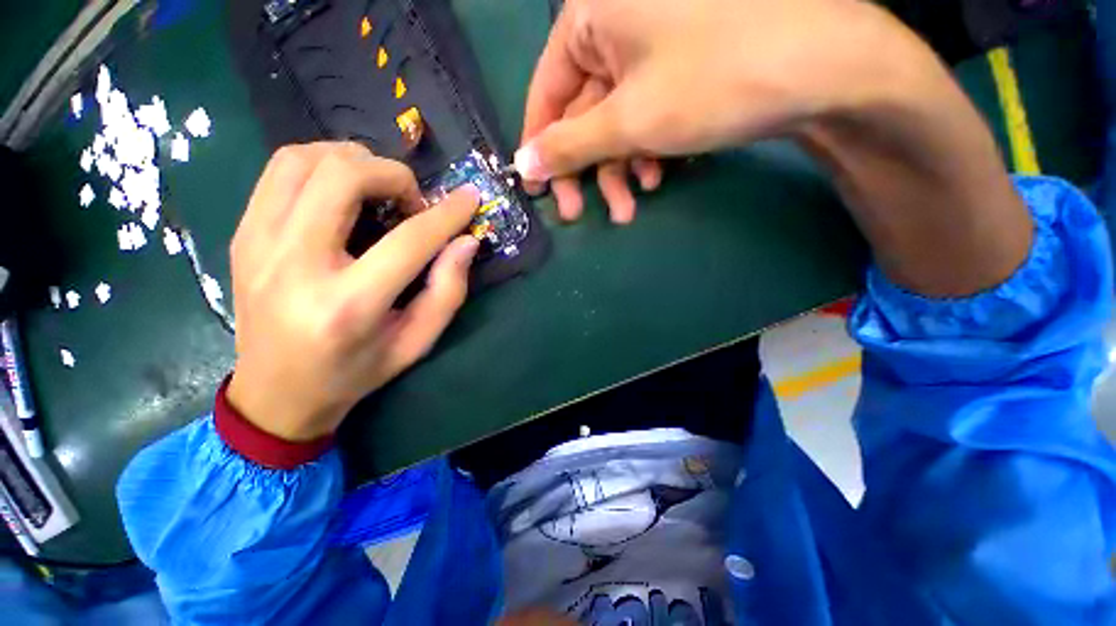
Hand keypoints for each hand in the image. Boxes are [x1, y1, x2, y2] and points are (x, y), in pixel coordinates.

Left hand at [227, 142, 479, 441]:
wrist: (271, 396)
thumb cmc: (341, 378)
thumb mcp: (405, 351)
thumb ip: (444, 295)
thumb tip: (466, 238)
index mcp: (343, 308)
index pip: (406, 240)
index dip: (445, 213)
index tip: (467, 199)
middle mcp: (294, 266)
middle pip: (344, 173)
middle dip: (388, 172)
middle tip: (401, 198)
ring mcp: (259, 245)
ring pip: (304, 158)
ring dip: (346, 159)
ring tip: (362, 184)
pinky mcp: (243, 236)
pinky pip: (277, 171)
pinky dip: (311, 164)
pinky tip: (325, 189)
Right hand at [517, 0, 911, 221]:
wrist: (822, 61)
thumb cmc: (716, 78)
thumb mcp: (635, 117)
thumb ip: (572, 144)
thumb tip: (525, 164)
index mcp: (588, 18)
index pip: (547, 88)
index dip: (543, 144)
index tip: (545, 192)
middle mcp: (618, 17)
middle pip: (588, 99)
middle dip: (594, 160)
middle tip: (596, 214)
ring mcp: (662, 32)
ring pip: (627, 102)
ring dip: (628, 155)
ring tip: (639, 200)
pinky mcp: (696, 52)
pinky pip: (659, 95)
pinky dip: (658, 135)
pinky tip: (668, 168)